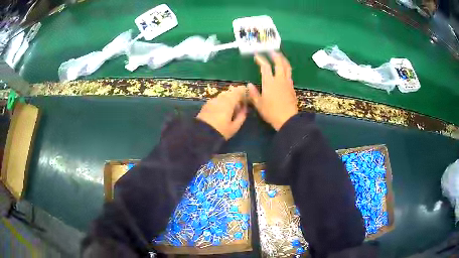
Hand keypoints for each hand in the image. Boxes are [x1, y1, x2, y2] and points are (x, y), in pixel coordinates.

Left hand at [197, 86, 247, 139]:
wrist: (201, 135)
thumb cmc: (220, 131)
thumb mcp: (234, 127)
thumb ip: (241, 116)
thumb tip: (245, 109)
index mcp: (229, 102)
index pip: (238, 91)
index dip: (243, 91)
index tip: (247, 95)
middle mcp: (220, 98)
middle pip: (230, 91)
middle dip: (236, 95)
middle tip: (240, 103)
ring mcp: (212, 100)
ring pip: (223, 95)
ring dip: (228, 98)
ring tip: (231, 107)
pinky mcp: (206, 104)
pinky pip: (217, 99)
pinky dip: (222, 101)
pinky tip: (222, 110)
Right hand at [248, 52, 297, 130]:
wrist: (288, 119)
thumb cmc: (271, 112)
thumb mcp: (259, 104)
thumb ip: (253, 93)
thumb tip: (249, 84)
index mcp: (269, 82)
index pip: (265, 66)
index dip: (261, 59)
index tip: (256, 56)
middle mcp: (279, 79)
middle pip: (279, 63)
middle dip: (275, 55)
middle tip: (271, 51)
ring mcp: (287, 82)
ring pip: (287, 67)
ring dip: (283, 59)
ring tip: (280, 56)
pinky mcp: (292, 87)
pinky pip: (289, 74)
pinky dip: (286, 68)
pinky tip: (284, 69)